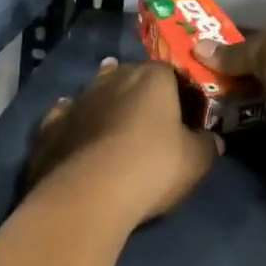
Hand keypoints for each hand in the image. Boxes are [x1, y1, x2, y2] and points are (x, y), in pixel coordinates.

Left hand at [24, 58, 222, 225]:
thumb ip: (206, 146)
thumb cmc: (152, 167)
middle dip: (140, 91)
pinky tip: (74, 125)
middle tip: (150, 116)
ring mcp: (79, 99)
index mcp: (152, 78)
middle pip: (131, 75)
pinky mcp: (52, 125)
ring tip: (113, 114)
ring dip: (105, 100)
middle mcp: (114, 77)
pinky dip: (72, 119)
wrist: (89, 193)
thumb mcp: (195, 161)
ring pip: (96, 90)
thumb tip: (213, 140)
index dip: (180, 91)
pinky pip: (66, 115)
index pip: (171, 72)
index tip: (186, 112)